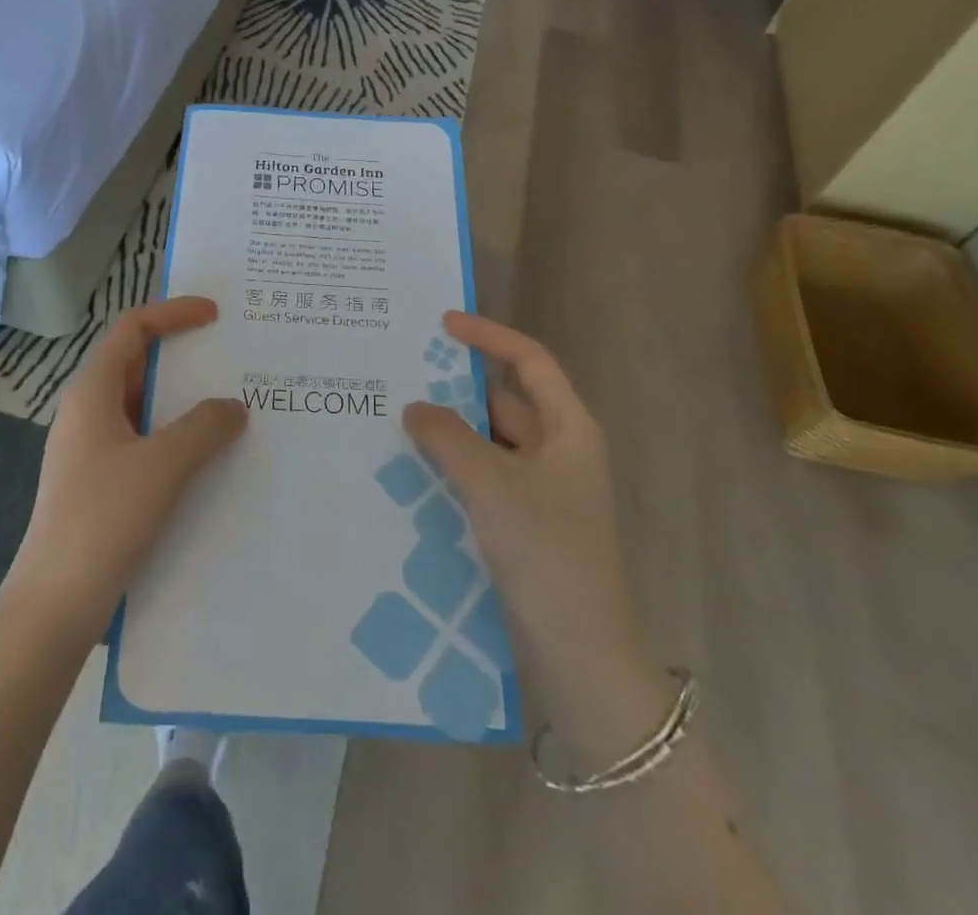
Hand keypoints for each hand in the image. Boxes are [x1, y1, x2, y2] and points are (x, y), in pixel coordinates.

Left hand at [3, 297, 247, 635]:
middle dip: (183, 355)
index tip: (215, 315)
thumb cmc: (103, 519)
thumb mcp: (163, 466)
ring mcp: (92, 448)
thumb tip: (234, 407)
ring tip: (231, 404)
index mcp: (93, 392)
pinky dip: (176, 434)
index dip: (173, 313)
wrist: (55, 604)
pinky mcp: (101, 481)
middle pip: (137, 363)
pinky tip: (208, 455)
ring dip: (184, 400)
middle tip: (231, 356)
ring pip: (143, 405)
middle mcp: (88, 411)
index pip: (132, 329)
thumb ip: (204, 427)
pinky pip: (144, 440)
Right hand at [404, 311, 654, 695]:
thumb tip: (414, 407)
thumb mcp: (491, 484)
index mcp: (568, 429)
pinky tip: (413, 472)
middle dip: (457, 388)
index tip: (443, 324)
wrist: (581, 653)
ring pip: (490, 442)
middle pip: (505, 400)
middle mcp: (558, 451)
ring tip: (396, 420)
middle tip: (403, 376)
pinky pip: (484, 477)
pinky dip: (453, 468)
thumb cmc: (546, 552)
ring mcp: (543, 489)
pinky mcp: (525, 522)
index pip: (529, 361)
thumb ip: (448, 437)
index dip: (489, 336)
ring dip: (451, 432)